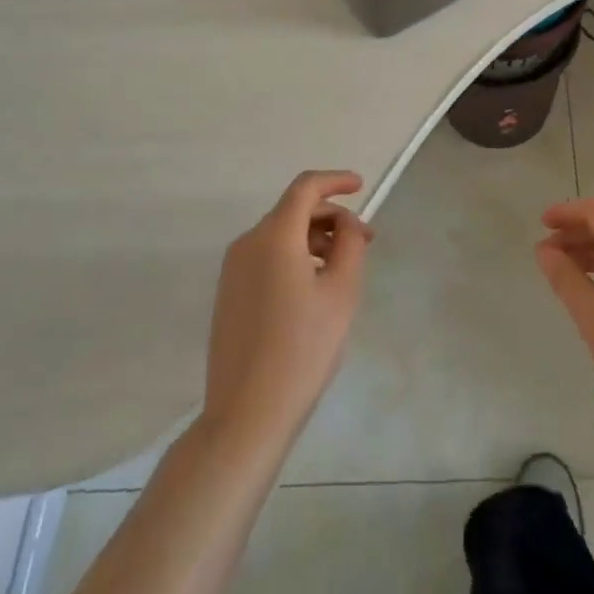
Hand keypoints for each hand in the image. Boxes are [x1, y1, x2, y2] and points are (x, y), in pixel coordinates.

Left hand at [203, 171, 373, 443]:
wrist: (248, 413)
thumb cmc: (303, 347)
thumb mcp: (341, 291)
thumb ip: (350, 244)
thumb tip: (346, 225)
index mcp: (274, 236)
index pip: (306, 188)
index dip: (335, 180)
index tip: (361, 186)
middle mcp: (247, 243)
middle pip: (293, 210)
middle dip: (331, 217)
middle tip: (364, 241)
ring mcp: (233, 270)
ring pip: (280, 235)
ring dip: (314, 238)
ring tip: (343, 268)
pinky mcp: (228, 294)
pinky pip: (266, 257)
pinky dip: (294, 256)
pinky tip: (314, 287)